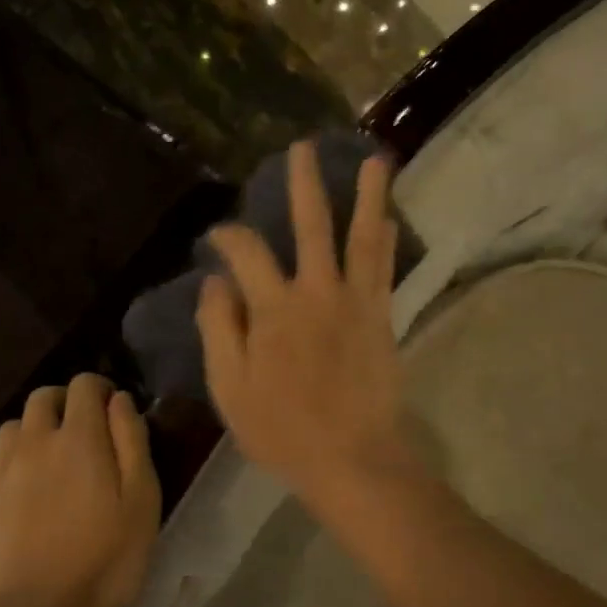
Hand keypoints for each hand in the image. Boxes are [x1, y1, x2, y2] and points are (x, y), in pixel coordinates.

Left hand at [0, 374, 161, 606]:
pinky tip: (19, 485)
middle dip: (65, 402)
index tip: (114, 411)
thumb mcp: (142, 498)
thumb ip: (132, 440)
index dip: (101, 388)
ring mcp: (2, 469)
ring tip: (50, 458)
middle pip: (43, 397)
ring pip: (14, 426)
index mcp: (79, 436)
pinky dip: (7, 461)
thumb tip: (119, 400)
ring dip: (34, 430)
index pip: (84, 384)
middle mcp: (36, 440)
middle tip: (84, 431)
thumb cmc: (106, 556)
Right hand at [198, 141, 410, 509]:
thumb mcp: (230, 387)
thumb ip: (219, 329)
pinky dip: (387, 241)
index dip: (228, 237)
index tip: (217, 237)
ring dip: (368, 197)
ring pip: (362, 238)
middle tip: (304, 147)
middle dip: (304, 184)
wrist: (352, 458)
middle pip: (311, 226)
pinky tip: (389, 219)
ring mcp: (356, 302)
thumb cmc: (282, 429)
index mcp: (274, 309)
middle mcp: (317, 292)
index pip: (247, 253)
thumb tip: (216, 281)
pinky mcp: (382, 317)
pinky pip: (385, 270)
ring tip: (376, 160)